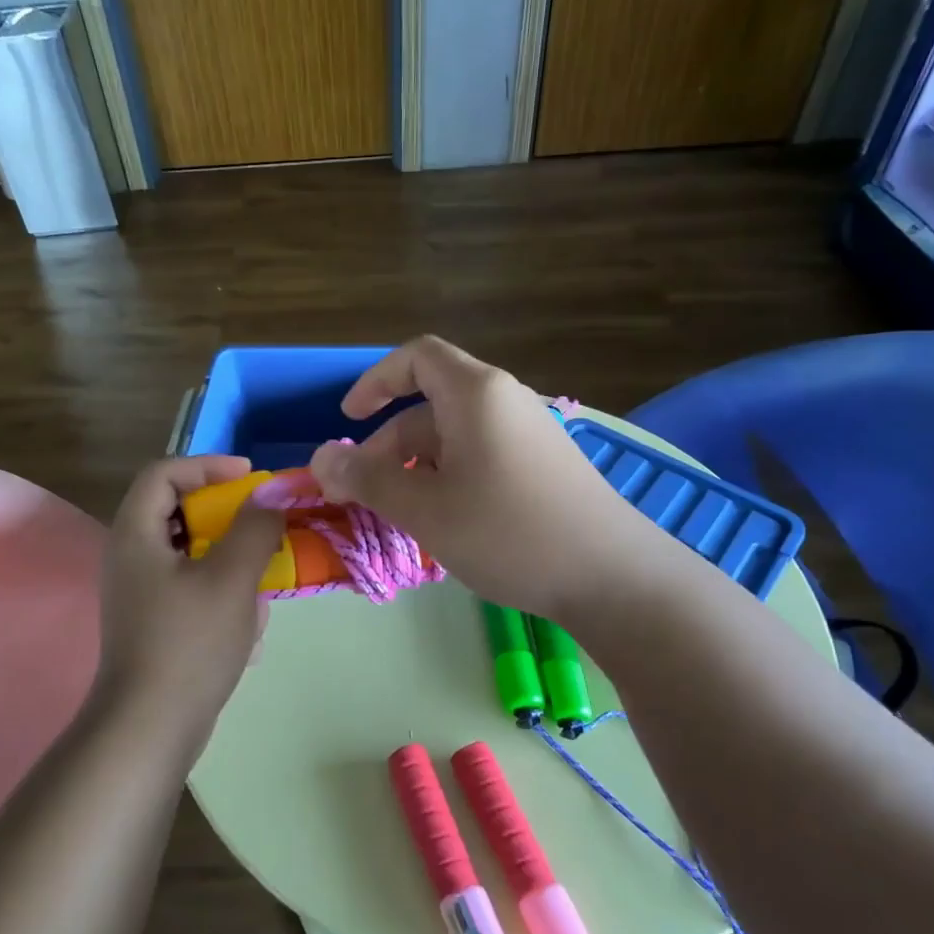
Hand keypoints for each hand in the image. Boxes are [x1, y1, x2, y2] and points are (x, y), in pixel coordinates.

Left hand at [94, 456, 285, 740]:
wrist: (151, 727)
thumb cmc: (190, 642)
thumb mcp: (231, 578)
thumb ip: (254, 528)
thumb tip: (271, 494)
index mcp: (136, 534)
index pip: (164, 473)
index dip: (207, 465)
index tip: (249, 478)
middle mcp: (130, 556)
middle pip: (175, 510)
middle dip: (224, 514)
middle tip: (261, 522)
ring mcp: (139, 592)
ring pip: (188, 551)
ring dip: (228, 555)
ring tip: (260, 575)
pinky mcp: (152, 621)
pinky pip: (189, 586)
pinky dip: (220, 589)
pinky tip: (246, 620)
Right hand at [306, 337, 660, 618]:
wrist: (613, 576)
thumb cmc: (508, 532)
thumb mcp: (425, 508)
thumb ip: (368, 479)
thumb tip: (319, 459)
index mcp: (476, 394)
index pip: (417, 357)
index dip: (375, 381)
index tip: (348, 419)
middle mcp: (505, 402)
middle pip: (431, 405)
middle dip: (388, 445)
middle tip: (363, 495)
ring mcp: (529, 434)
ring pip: (455, 437)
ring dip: (416, 468)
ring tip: (401, 516)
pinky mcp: (544, 466)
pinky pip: (481, 457)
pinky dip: (449, 479)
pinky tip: (446, 523)